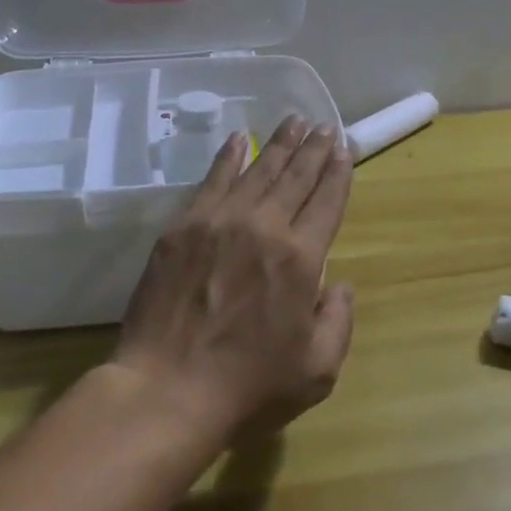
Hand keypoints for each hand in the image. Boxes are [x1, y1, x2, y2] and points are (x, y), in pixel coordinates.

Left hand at [113, 116, 356, 441]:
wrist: (167, 390)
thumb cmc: (248, 387)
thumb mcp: (317, 371)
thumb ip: (338, 321)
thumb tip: (339, 284)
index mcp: (300, 258)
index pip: (326, 202)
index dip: (338, 172)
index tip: (343, 147)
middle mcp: (264, 227)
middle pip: (295, 177)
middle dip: (313, 148)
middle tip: (323, 125)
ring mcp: (220, 221)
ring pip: (257, 170)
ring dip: (279, 144)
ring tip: (293, 120)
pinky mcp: (183, 226)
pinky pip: (212, 179)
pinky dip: (229, 156)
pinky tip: (239, 139)